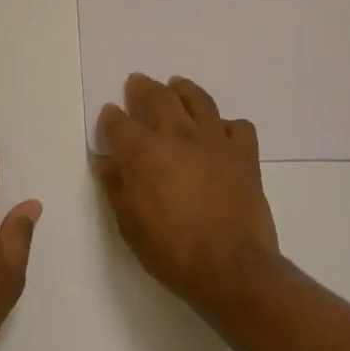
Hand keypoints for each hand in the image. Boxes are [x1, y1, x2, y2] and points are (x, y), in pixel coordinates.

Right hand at [93, 74, 280, 312]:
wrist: (231, 267)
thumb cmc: (171, 250)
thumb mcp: (129, 224)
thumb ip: (116, 187)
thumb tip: (104, 162)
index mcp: (143, 152)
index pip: (119, 122)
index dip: (111, 117)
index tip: (109, 114)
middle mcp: (177, 135)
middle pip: (158, 97)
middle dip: (144, 88)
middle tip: (138, 83)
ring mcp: (214, 141)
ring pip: (199, 100)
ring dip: (184, 90)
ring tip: (178, 86)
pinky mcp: (244, 155)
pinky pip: (238, 126)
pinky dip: (226, 124)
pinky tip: (219, 132)